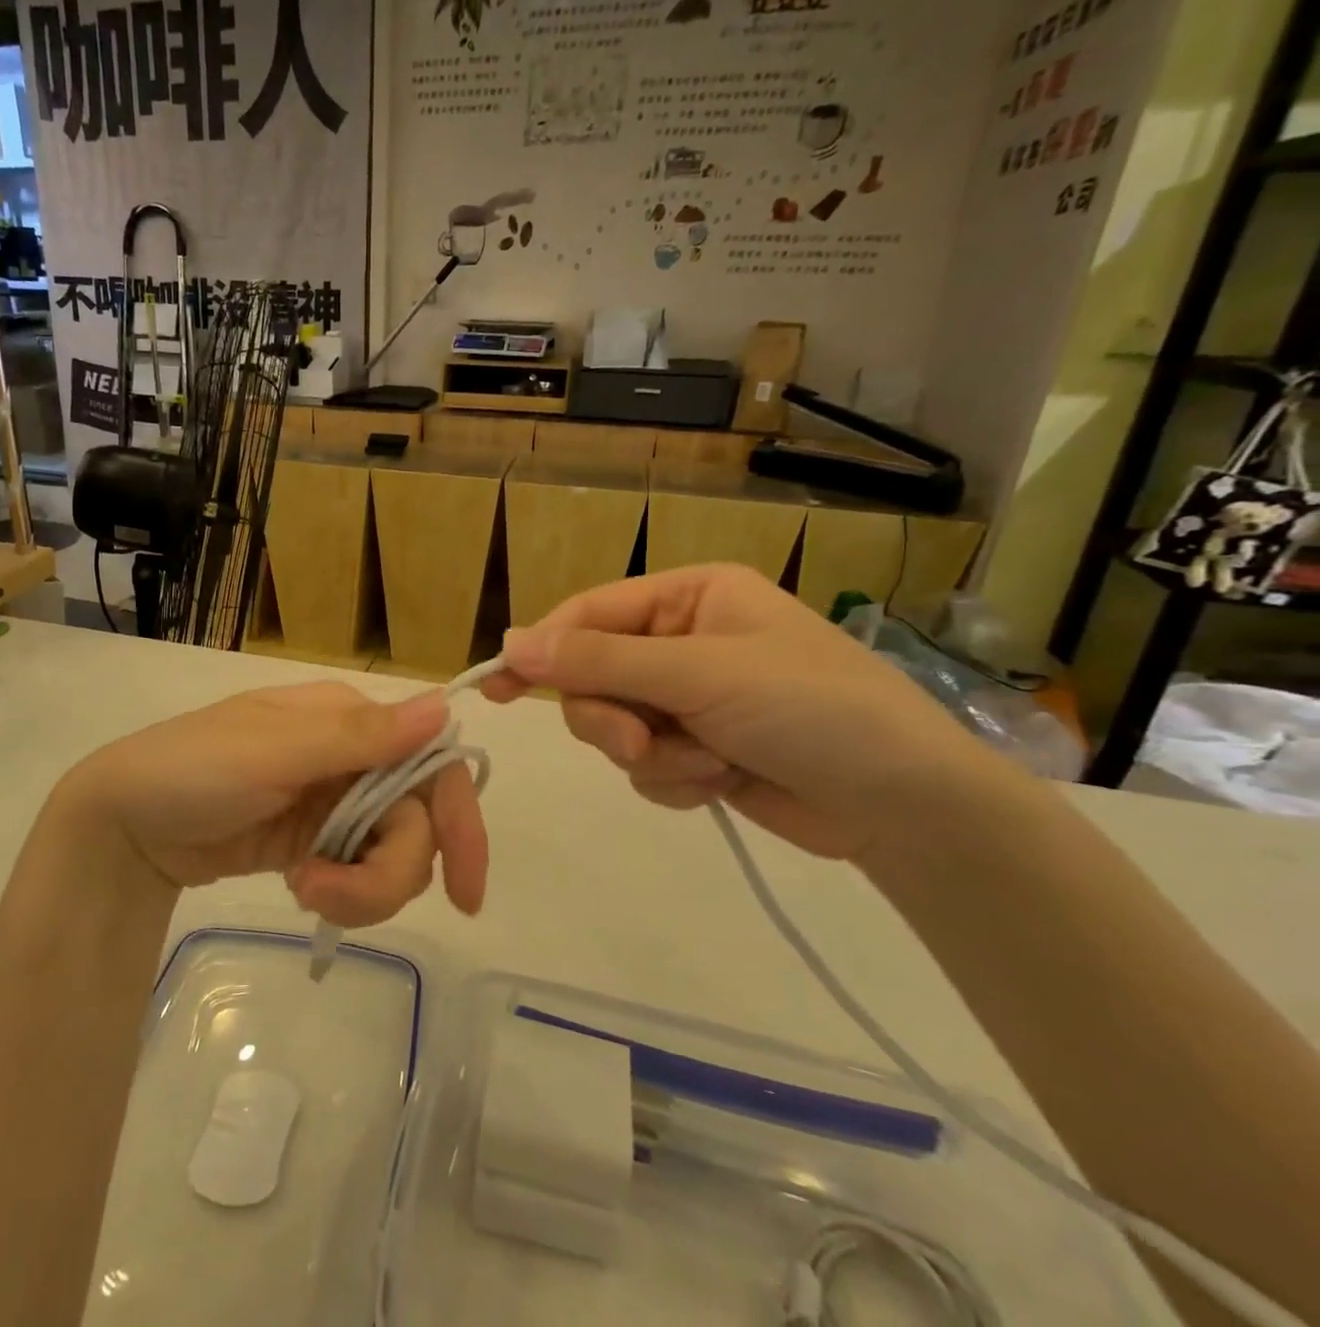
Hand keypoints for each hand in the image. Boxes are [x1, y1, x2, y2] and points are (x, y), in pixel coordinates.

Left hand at [56, 682, 488, 925]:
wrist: (124, 826)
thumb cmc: (193, 769)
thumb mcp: (274, 751)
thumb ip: (360, 737)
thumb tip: (445, 706)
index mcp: (348, 720)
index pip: (430, 763)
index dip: (459, 821)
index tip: (465, 892)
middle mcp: (352, 758)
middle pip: (415, 821)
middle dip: (388, 872)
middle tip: (328, 897)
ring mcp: (333, 804)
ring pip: (391, 854)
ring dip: (360, 889)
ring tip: (303, 891)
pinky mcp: (315, 844)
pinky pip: (357, 873)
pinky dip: (341, 893)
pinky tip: (299, 887)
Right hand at [481, 564, 1024, 858]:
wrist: (908, 808)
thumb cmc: (812, 709)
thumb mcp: (699, 674)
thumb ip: (598, 662)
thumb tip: (508, 644)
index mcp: (689, 597)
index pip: (590, 614)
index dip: (543, 649)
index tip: (497, 686)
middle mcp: (684, 641)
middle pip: (594, 677)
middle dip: (613, 718)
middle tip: (641, 744)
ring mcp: (691, 699)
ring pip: (616, 727)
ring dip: (653, 755)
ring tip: (707, 765)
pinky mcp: (699, 750)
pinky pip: (646, 766)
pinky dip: (675, 780)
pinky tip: (722, 782)